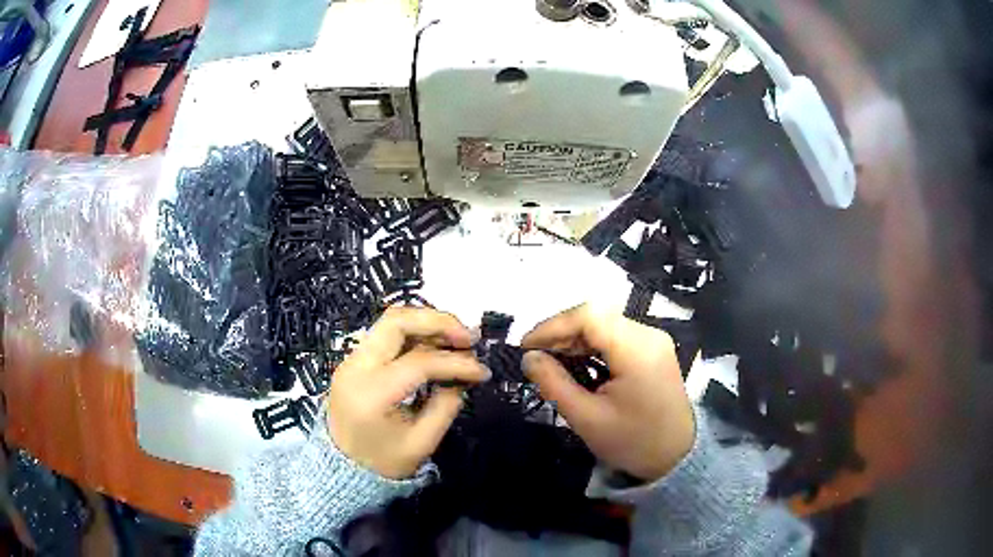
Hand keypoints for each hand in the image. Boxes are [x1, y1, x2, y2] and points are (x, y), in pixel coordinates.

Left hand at [327, 308, 489, 478]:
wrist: (341, 469)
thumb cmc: (382, 462)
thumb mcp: (422, 442)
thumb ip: (446, 405)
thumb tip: (463, 376)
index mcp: (371, 393)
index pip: (419, 361)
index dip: (456, 363)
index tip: (482, 372)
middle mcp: (356, 366)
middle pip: (397, 321)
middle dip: (438, 322)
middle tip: (468, 337)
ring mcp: (351, 360)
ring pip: (390, 321)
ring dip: (427, 323)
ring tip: (457, 339)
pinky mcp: (354, 360)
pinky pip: (386, 335)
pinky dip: (414, 334)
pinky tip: (436, 346)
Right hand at [522, 304, 693, 481]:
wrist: (676, 457)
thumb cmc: (632, 442)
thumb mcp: (586, 418)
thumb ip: (554, 383)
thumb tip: (528, 358)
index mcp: (637, 349)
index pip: (588, 316)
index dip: (552, 326)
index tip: (525, 347)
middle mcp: (648, 334)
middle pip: (597, 316)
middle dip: (561, 332)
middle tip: (535, 356)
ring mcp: (653, 340)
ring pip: (605, 324)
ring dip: (575, 338)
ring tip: (550, 360)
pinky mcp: (652, 349)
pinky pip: (616, 336)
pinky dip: (592, 345)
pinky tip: (576, 362)